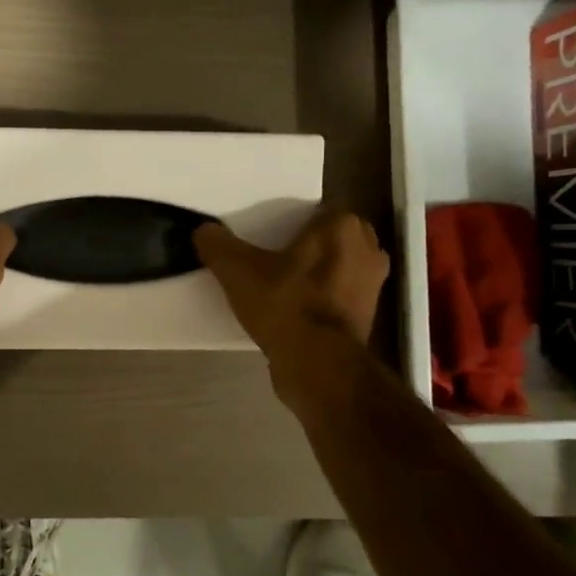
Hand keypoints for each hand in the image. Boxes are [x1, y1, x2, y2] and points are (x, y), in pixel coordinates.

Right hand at [195, 210, 389, 384]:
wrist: (318, 365)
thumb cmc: (285, 305)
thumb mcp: (237, 271)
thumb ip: (217, 244)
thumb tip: (203, 230)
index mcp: (342, 227)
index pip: (317, 211)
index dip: (292, 223)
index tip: (268, 237)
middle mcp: (368, 249)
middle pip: (330, 238)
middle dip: (308, 245)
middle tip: (273, 258)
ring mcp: (372, 285)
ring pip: (337, 267)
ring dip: (316, 272)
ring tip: (282, 284)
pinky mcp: (368, 316)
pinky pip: (339, 295)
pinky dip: (321, 299)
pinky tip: (293, 310)